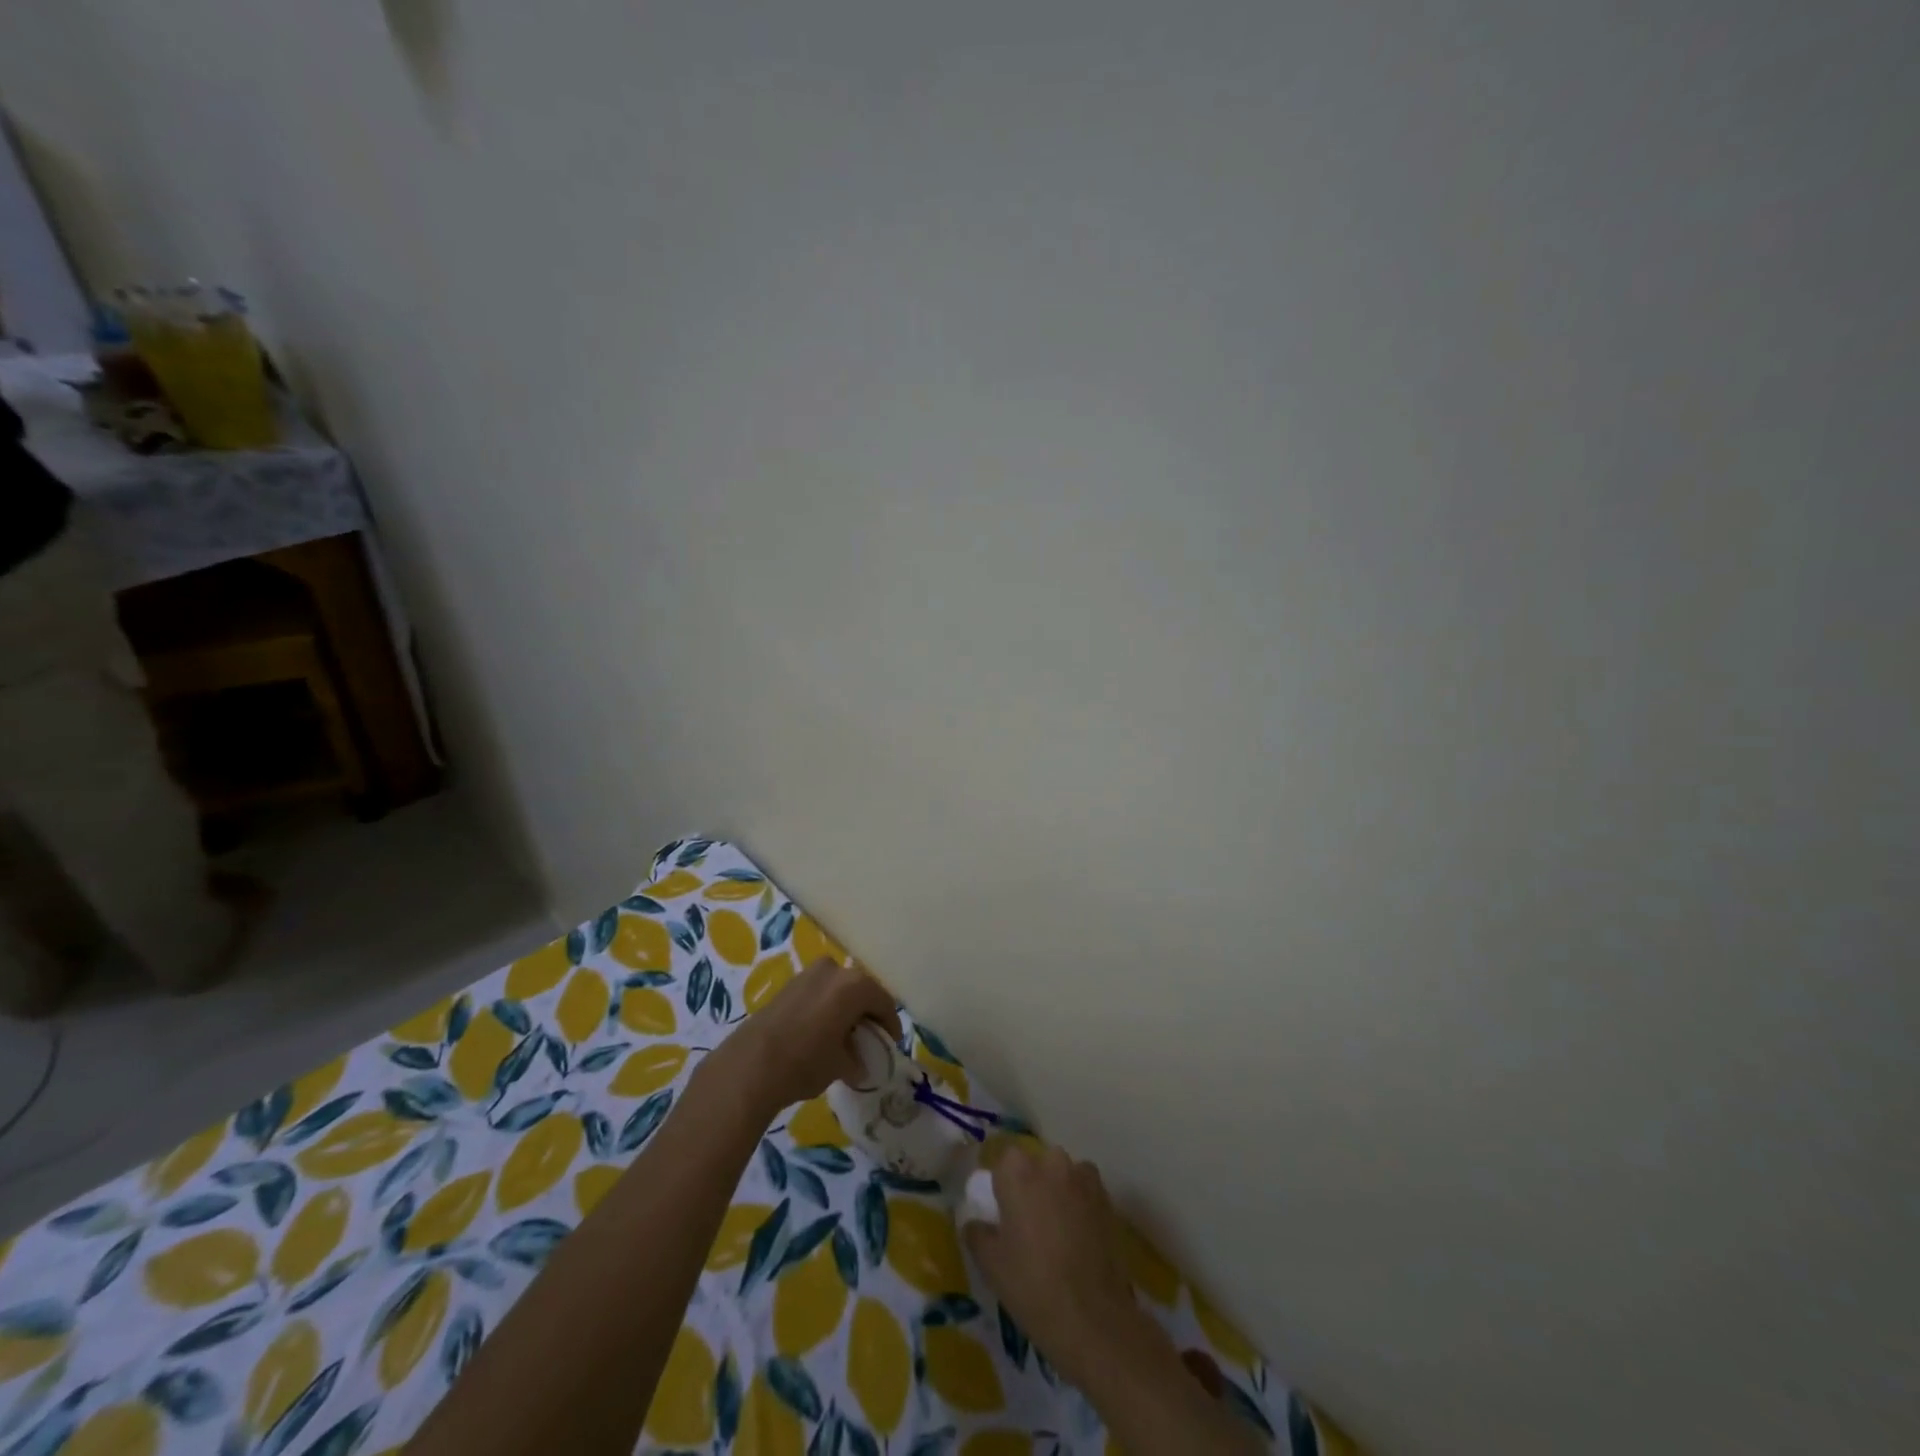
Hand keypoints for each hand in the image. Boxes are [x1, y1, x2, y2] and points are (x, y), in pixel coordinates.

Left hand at [705, 957, 901, 1121]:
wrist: (750, 1066)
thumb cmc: (805, 1062)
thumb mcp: (841, 1065)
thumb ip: (857, 1059)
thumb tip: (860, 1064)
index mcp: (854, 985)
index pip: (883, 1002)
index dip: (889, 1025)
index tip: (889, 1045)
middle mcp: (834, 970)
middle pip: (860, 990)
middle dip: (866, 1013)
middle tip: (867, 1039)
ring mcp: (808, 974)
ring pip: (838, 989)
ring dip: (844, 1009)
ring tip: (842, 1037)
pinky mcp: (788, 985)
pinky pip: (818, 992)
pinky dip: (825, 1008)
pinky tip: (820, 1032)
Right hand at [964, 1144, 1142, 1387]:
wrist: (1092, 1318)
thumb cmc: (1032, 1286)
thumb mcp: (991, 1264)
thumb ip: (977, 1233)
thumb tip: (975, 1222)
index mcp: (1018, 1172)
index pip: (1004, 1160)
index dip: (1003, 1183)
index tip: (1003, 1211)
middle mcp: (1051, 1163)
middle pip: (1037, 1163)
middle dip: (1033, 1183)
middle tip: (1029, 1222)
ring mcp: (1083, 1179)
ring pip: (1064, 1174)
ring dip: (1059, 1190)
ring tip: (1058, 1230)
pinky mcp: (1107, 1199)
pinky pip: (1087, 1190)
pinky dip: (1082, 1203)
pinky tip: (1080, 1236)